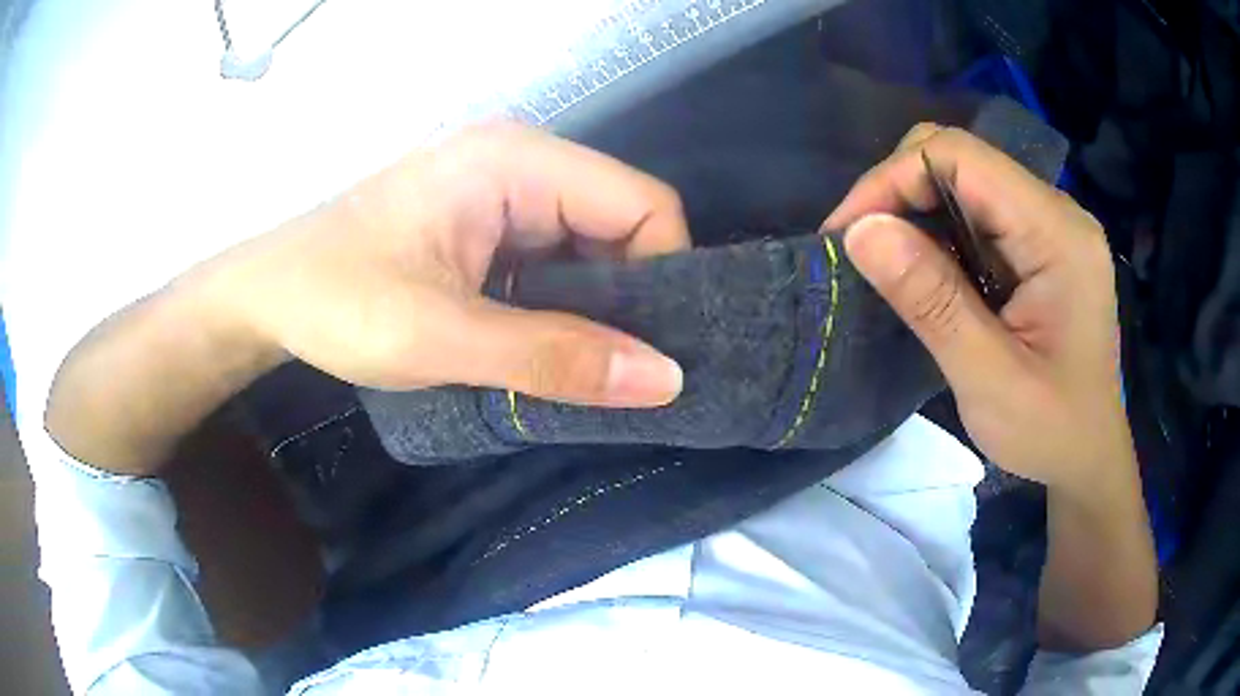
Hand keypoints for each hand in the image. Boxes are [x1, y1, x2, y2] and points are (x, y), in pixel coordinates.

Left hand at [197, 123, 687, 405]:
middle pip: (622, 224)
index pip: (641, 204)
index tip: (655, 353)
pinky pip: (555, 261)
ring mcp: (503, 192)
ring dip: (597, 311)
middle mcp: (520, 163)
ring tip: (590, 371)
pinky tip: (552, 351)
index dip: (665, 275)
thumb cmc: (337, 303)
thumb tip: (664, 379)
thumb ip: (553, 358)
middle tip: (628, 375)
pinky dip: (565, 309)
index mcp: (515, 161)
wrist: (268, 297)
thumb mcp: (442, 337)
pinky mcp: (487, 225)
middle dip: (632, 300)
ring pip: (592, 248)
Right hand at [825, 125, 1130, 490]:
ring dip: (917, 213)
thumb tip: (861, 231)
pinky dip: (940, 232)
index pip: (962, 158)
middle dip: (899, 191)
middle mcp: (1056, 211)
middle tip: (864, 250)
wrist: (1088, 455)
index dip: (893, 178)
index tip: (848, 233)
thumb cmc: (1050, 432)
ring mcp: (1050, 224)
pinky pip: (978, 211)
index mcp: (1057, 233)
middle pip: (961, 159)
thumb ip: (932, 302)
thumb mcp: (989, 379)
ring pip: (965, 181)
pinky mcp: (1040, 242)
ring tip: (889, 266)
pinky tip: (929, 273)